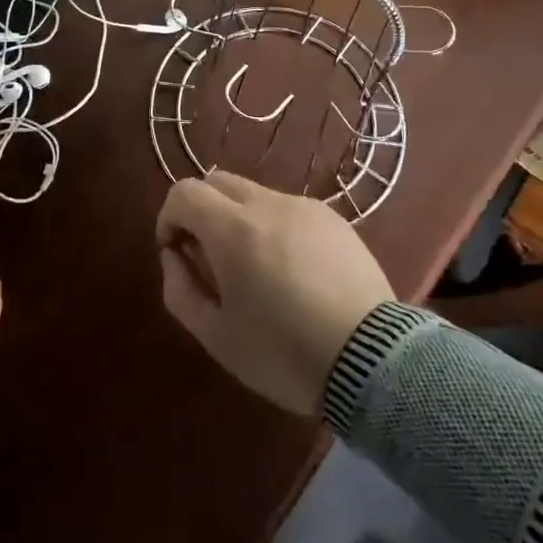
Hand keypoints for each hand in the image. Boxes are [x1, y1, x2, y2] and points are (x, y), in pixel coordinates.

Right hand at [157, 172, 393, 415]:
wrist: (374, 361)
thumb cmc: (284, 354)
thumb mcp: (216, 336)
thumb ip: (180, 290)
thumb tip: (174, 256)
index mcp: (232, 229)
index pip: (183, 192)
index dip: (168, 216)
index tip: (174, 250)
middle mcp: (267, 204)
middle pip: (217, 182)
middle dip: (201, 211)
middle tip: (208, 256)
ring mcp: (305, 208)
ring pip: (254, 194)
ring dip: (238, 219)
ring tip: (255, 268)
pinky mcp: (335, 220)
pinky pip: (288, 210)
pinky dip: (274, 227)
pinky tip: (293, 271)